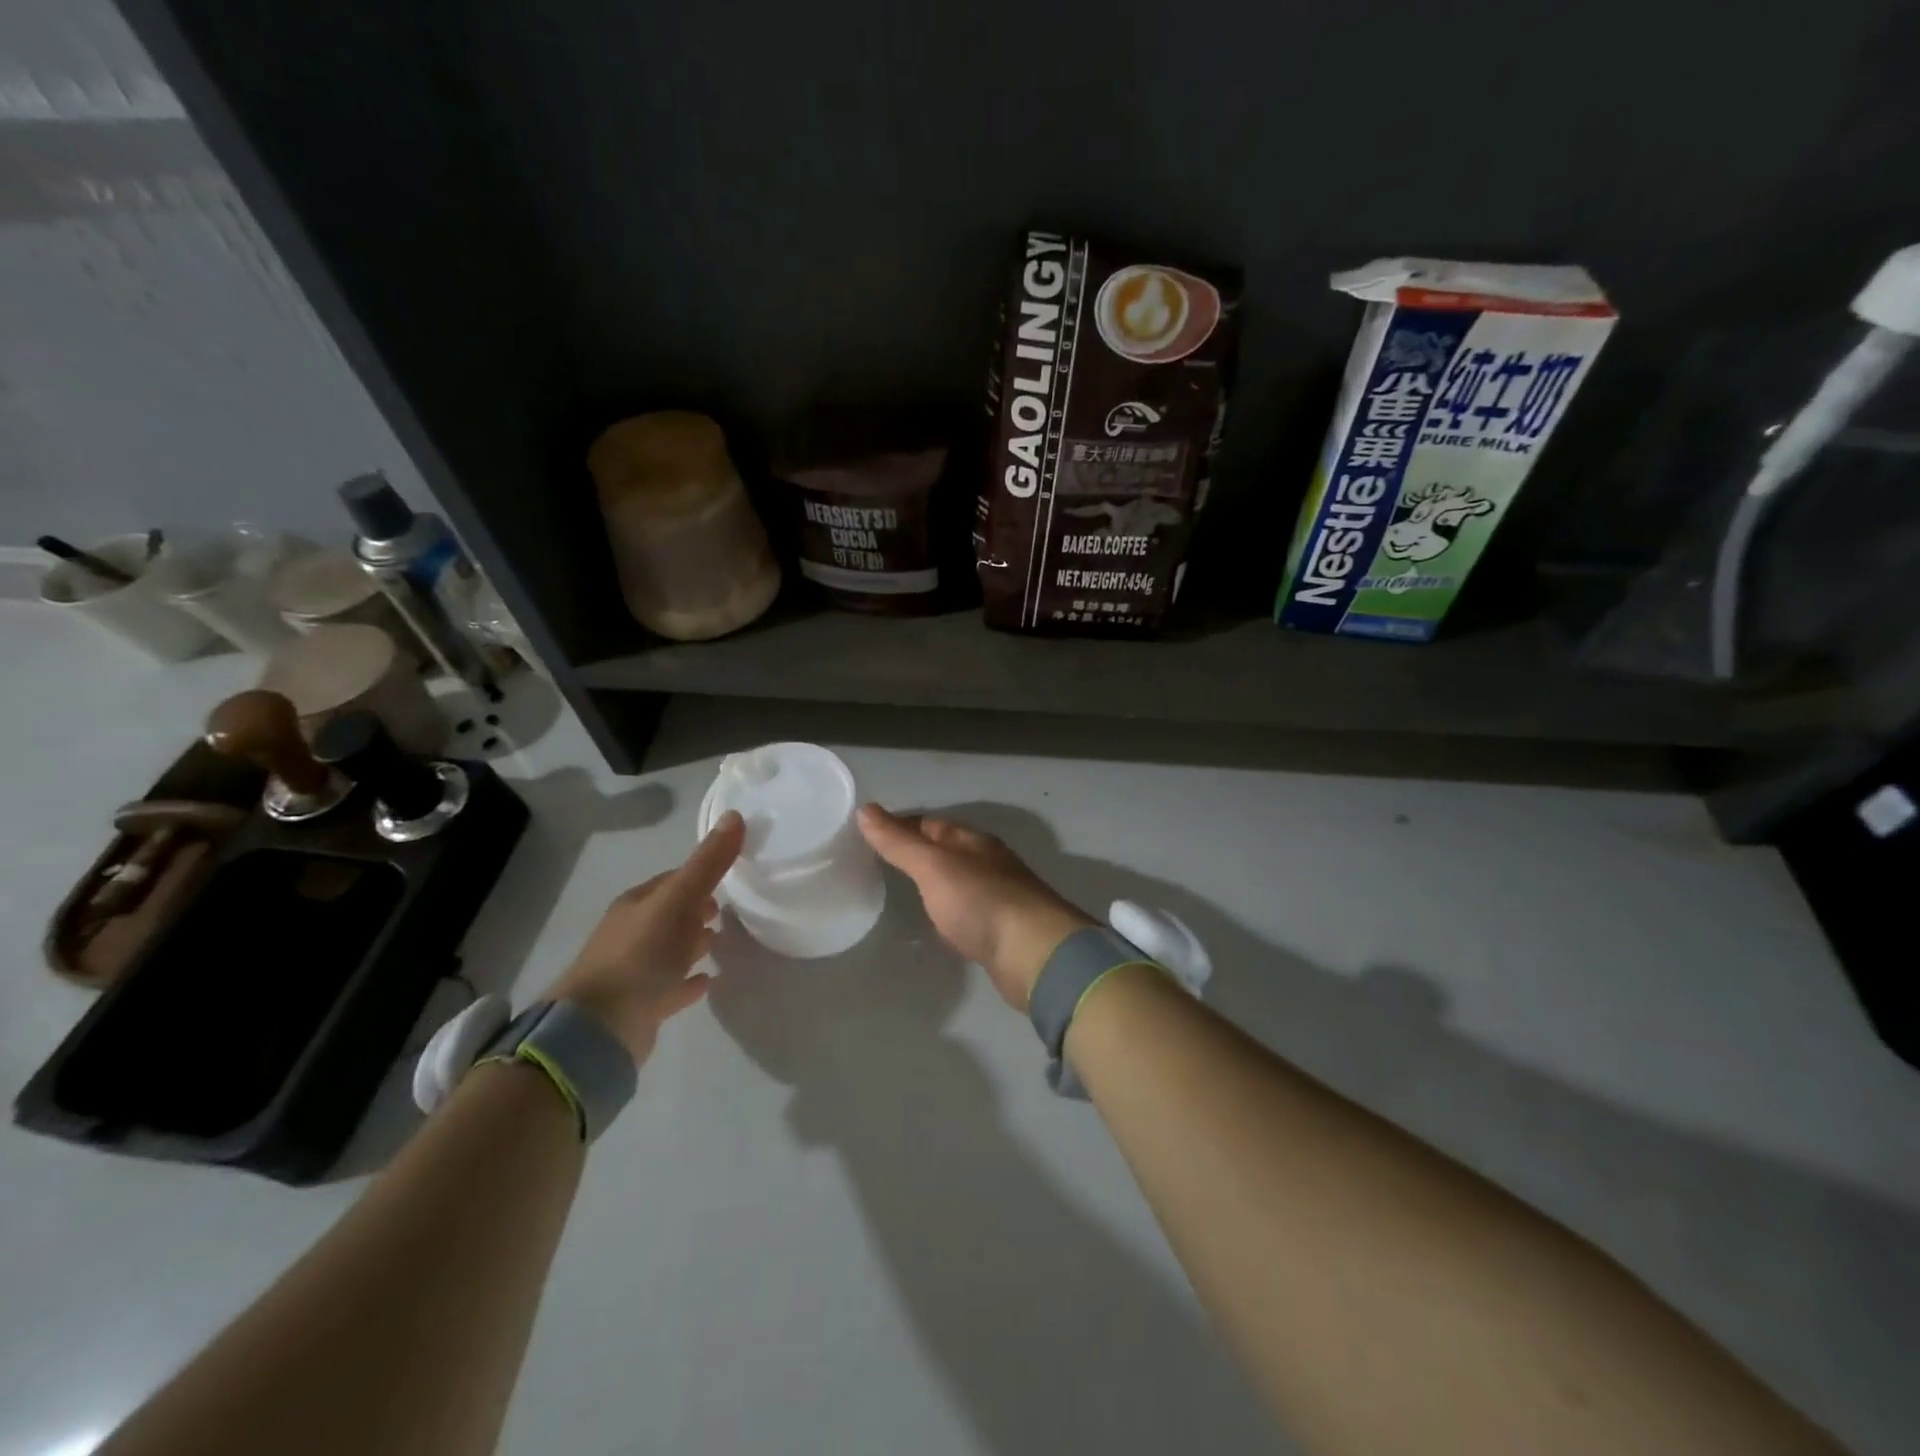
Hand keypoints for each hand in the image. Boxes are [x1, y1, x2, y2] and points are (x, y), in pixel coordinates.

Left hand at [547, 810, 744, 1061]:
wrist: (599, 1027)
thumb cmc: (640, 955)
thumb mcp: (678, 901)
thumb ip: (708, 863)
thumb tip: (735, 815)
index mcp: (637, 904)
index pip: (673, 881)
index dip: (700, 877)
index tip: (728, 880)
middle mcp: (631, 933)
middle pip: (670, 914)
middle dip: (697, 910)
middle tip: (726, 912)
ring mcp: (633, 971)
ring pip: (669, 949)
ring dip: (692, 943)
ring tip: (720, 942)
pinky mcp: (641, 1005)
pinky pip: (671, 987)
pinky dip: (689, 981)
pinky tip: (708, 982)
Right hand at [857, 804, 1093, 1009]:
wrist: (1034, 954)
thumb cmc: (980, 901)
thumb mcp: (933, 866)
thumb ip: (900, 842)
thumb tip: (865, 809)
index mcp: (973, 842)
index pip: (930, 823)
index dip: (900, 825)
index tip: (868, 833)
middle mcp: (988, 863)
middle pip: (946, 851)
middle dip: (917, 853)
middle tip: (879, 863)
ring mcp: (997, 896)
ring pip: (958, 882)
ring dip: (934, 884)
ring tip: (903, 892)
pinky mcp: (1001, 930)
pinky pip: (968, 913)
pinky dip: (949, 913)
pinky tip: (938, 925)